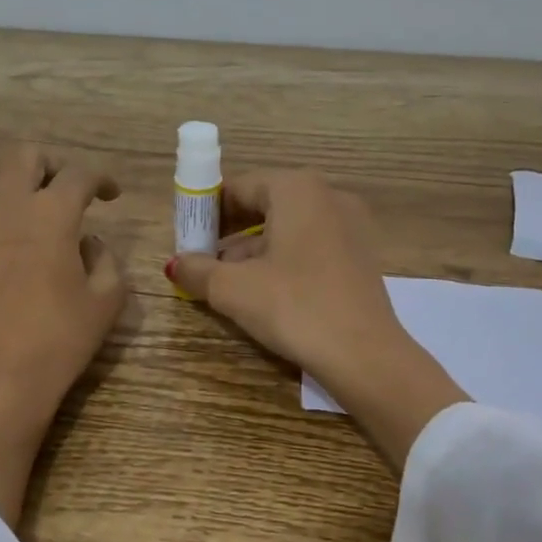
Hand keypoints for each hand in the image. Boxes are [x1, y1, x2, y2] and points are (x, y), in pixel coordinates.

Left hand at [0, 144, 127, 524]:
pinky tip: (5, 252)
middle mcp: (7, 207)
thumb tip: (88, 243)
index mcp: (52, 215)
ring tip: (30, 208)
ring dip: (13, 180)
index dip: (101, 177)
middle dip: (51, 164)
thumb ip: (106, 260)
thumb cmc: (58, 341)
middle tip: (66, 190)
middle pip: (23, 154)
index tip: (110, 194)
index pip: (79, 174)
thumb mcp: (106, 302)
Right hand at [168, 170, 464, 468]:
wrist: (365, 355)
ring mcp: (351, 226)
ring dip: (253, 251)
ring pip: (287, 229)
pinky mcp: (361, 256)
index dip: (205, 211)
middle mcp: (328, 196)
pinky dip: (283, 262)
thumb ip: (197, 270)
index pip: (238, 187)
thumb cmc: (293, 306)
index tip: (186, 239)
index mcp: (297, 189)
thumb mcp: (233, 289)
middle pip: (264, 206)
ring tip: (226, 285)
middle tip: (202, 264)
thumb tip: (175, 264)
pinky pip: (310, 247)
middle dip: (229, 234)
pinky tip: (265, 294)